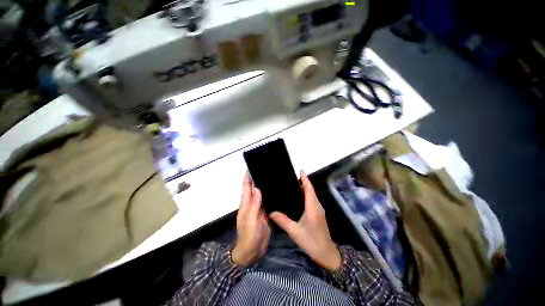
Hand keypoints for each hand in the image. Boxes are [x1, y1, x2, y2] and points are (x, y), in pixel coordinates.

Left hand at [232, 172, 270, 266]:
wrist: (252, 252)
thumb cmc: (249, 236)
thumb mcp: (251, 220)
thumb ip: (254, 205)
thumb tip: (257, 188)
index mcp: (246, 205)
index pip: (246, 188)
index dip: (247, 179)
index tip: (250, 168)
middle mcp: (252, 205)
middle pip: (253, 190)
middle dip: (256, 180)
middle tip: (263, 171)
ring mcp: (258, 210)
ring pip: (261, 195)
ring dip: (263, 187)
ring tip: (270, 179)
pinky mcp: (264, 214)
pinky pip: (266, 203)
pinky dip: (268, 196)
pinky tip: (274, 192)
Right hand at [269, 170, 341, 271]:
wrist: (327, 254)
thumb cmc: (312, 242)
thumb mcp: (295, 232)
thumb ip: (283, 221)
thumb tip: (271, 212)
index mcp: (313, 207)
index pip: (309, 189)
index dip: (305, 179)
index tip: (301, 170)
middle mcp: (317, 206)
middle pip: (311, 190)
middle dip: (304, 181)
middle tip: (293, 176)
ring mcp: (319, 210)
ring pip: (312, 195)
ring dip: (305, 188)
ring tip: (294, 184)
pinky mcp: (318, 214)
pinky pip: (312, 200)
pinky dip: (306, 195)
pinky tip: (299, 198)